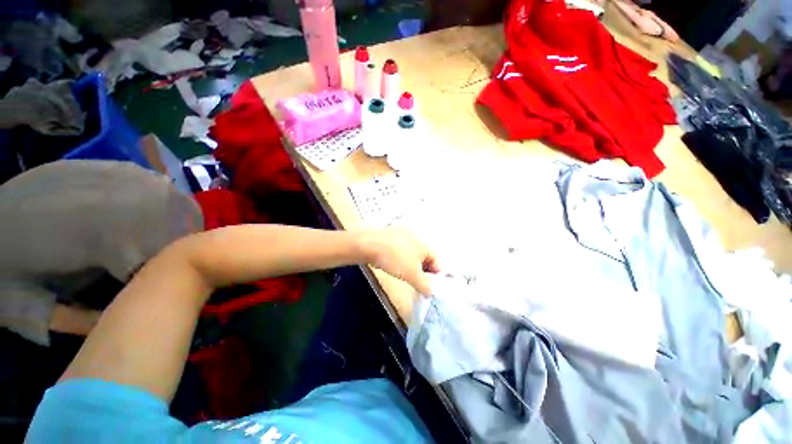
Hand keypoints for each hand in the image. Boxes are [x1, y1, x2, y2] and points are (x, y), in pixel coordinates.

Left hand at [359, 227, 439, 294]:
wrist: (369, 245)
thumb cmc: (395, 258)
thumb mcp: (412, 275)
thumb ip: (425, 285)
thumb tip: (431, 292)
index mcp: (425, 245)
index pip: (438, 261)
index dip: (435, 275)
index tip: (428, 285)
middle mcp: (416, 237)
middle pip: (425, 257)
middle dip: (422, 270)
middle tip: (416, 280)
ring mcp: (402, 234)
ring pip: (412, 253)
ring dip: (410, 264)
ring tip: (402, 272)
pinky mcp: (390, 236)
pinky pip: (400, 249)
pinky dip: (399, 257)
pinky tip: (391, 263)